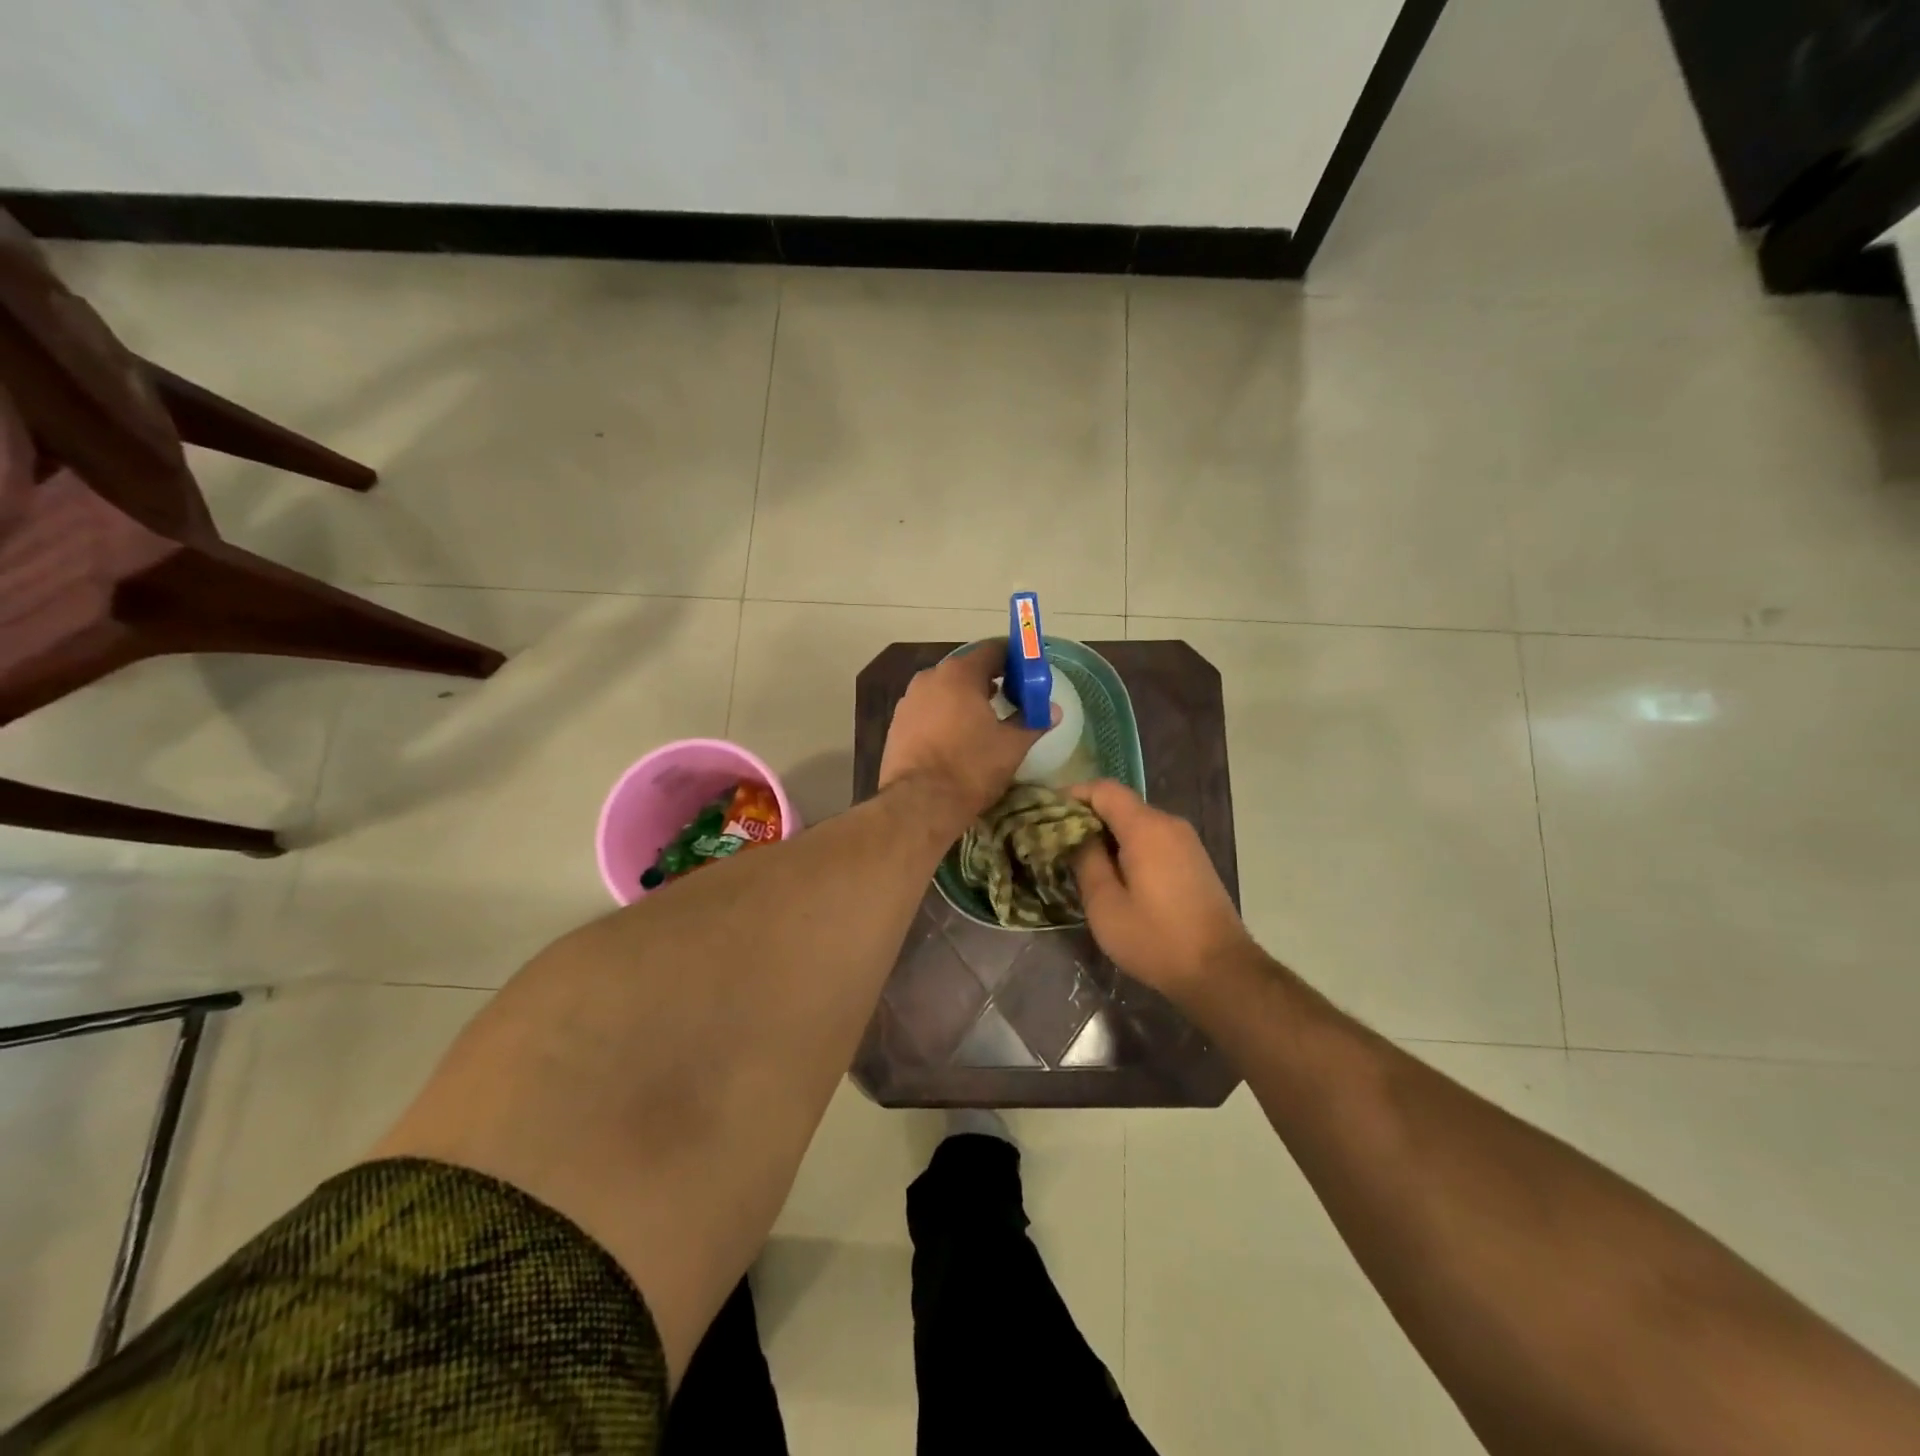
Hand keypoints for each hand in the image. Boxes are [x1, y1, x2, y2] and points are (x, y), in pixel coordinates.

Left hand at [879, 645, 1050, 829]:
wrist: (919, 803)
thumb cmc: (970, 768)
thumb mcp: (1011, 746)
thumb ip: (1033, 722)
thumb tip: (1053, 711)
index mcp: (959, 674)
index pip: (992, 650)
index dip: (1014, 660)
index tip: (1028, 676)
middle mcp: (929, 678)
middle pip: (966, 669)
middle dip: (989, 681)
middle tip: (1011, 700)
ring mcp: (909, 700)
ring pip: (944, 690)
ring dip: (965, 699)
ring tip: (984, 721)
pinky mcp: (897, 724)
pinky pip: (928, 710)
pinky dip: (944, 716)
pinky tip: (956, 738)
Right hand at [1070, 780, 1253, 996]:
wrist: (1221, 971)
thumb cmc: (1155, 939)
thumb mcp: (1105, 905)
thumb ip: (1086, 861)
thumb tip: (1075, 834)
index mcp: (1145, 828)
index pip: (1103, 789)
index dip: (1072, 795)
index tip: (1046, 815)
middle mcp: (1168, 823)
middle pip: (1120, 804)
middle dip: (1087, 817)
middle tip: (1057, 843)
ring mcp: (1186, 841)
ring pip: (1137, 822)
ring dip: (1107, 835)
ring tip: (1081, 862)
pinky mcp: (1193, 859)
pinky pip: (1153, 839)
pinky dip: (1128, 846)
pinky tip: (1114, 875)